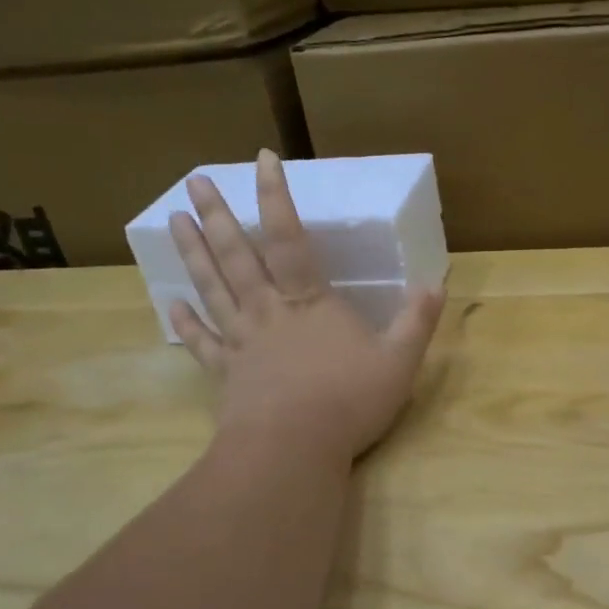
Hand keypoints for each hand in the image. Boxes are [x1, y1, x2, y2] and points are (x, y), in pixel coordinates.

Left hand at [167, 150, 445, 461]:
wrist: (292, 449)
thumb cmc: (348, 401)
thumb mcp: (399, 361)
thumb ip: (417, 321)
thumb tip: (436, 283)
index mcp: (309, 302)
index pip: (290, 238)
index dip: (276, 197)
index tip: (262, 159)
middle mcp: (268, 311)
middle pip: (237, 256)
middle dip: (218, 215)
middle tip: (195, 181)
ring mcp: (242, 342)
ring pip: (213, 288)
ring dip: (194, 253)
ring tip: (174, 220)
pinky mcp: (226, 373)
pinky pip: (203, 342)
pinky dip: (187, 323)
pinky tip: (172, 304)